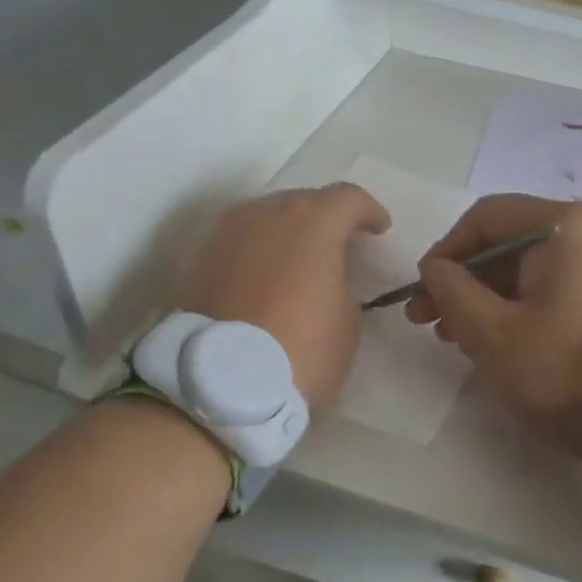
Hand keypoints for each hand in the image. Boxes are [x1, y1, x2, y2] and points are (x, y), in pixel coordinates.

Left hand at [180, 185, 390, 411]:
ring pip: (269, 218)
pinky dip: (261, 252)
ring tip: (302, 262)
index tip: (379, 230)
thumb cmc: (302, 348)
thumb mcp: (348, 318)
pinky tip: (270, 278)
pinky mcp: (202, 259)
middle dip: (327, 219)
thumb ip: (342, 281)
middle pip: (305, 201)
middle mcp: (267, 212)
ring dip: (290, 233)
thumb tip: (327, 275)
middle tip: (341, 246)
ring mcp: (229, 232)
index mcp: (313, 220)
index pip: (349, 198)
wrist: (221, 383)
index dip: (369, 212)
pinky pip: (243, 242)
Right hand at [406, 194, 581, 454]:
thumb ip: (453, 293)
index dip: (446, 252)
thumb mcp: (495, 335)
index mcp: (566, 225)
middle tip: (431, 323)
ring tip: (461, 339)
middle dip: (466, 281)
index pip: (486, 218)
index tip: (423, 293)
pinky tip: (506, 342)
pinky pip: (562, 288)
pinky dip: (527, 308)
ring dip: (492, 298)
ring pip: (535, 270)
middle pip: (511, 243)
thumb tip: (436, 269)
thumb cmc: (571, 370)